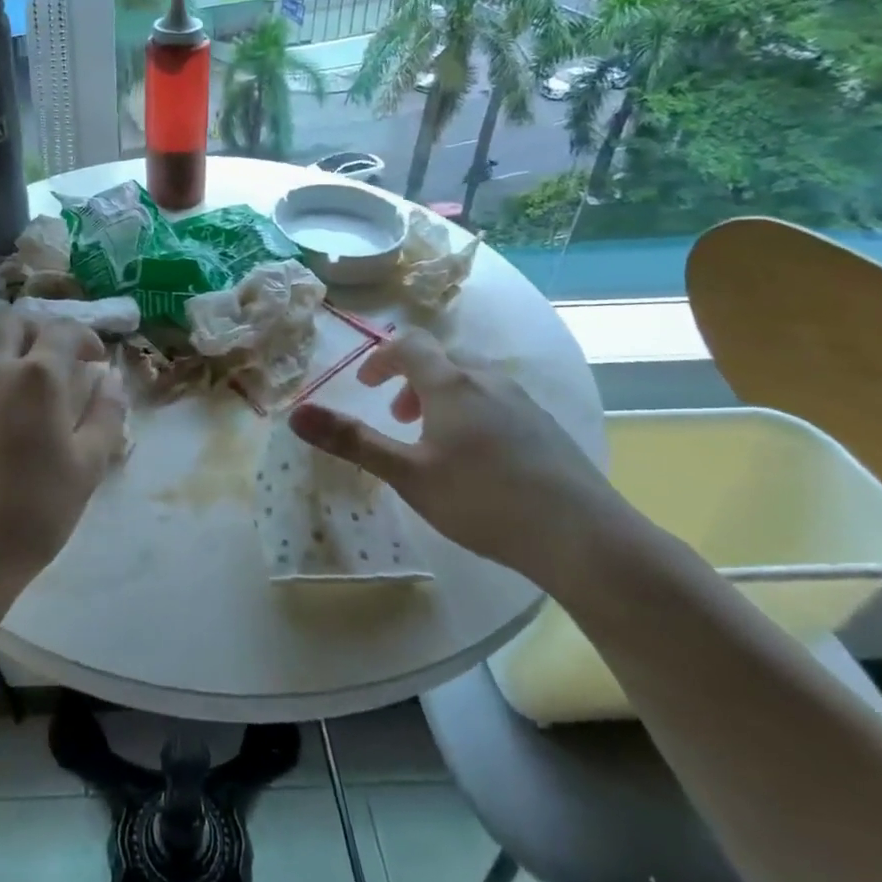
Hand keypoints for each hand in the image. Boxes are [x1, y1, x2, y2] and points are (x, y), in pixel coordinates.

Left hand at [0, 308, 127, 627]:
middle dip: (38, 328)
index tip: (96, 357)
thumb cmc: (33, 513)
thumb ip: (105, 416)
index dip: (85, 336)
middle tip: (53, 355)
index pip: (63, 332)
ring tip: (13, 360)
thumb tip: (110, 380)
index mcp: (38, 378)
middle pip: (12, 321)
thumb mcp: (87, 468)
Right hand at [289, 327, 623, 585]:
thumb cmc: (484, 500)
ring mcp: (523, 402)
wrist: (585, 537)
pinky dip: (472, 410)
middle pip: (442, 359)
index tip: (366, 386)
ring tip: (433, 438)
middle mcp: (488, 380)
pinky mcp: (546, 427)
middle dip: (410, 379)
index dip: (381, 357)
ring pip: (472, 379)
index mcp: (451, 383)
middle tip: (396, 416)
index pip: (409, 344)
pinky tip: (478, 458)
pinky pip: (497, 400)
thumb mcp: (407, 474)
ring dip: (441, 395)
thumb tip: (295, 413)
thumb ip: (352, 441)